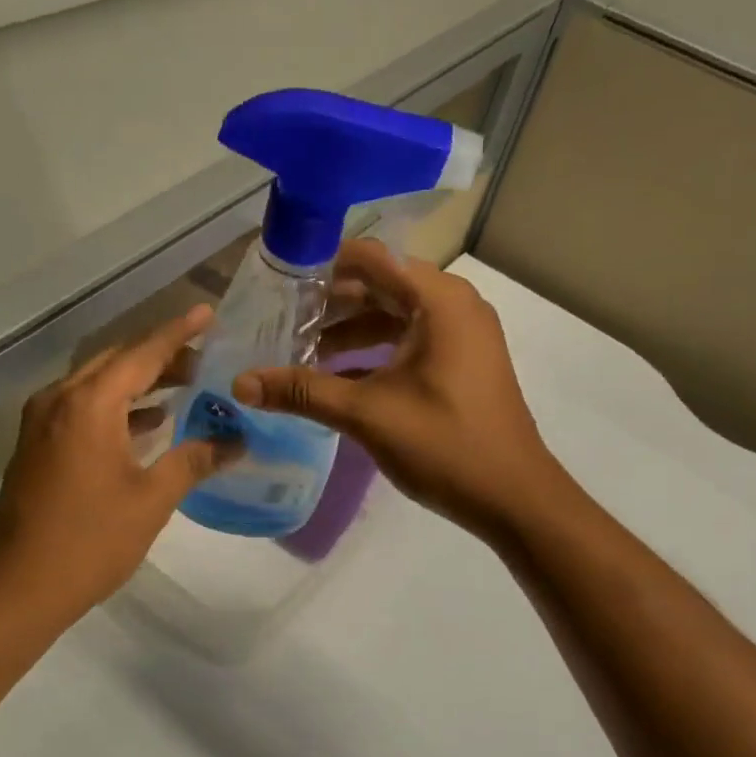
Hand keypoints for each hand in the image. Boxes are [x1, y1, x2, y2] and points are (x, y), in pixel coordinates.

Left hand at [0, 305, 237, 624]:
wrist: (22, 587)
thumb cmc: (92, 540)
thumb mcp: (152, 499)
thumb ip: (194, 460)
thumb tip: (236, 441)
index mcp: (89, 405)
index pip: (142, 354)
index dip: (178, 333)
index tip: (206, 313)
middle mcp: (60, 401)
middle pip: (116, 362)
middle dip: (160, 357)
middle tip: (204, 359)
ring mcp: (42, 423)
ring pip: (97, 385)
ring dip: (138, 382)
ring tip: (183, 386)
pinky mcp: (36, 446)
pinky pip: (82, 409)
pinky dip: (116, 407)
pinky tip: (146, 423)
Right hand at [232, 239, 560, 539]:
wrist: (514, 497)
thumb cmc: (445, 445)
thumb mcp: (367, 414)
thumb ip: (303, 392)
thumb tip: (241, 383)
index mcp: (438, 300)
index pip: (369, 259)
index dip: (320, 268)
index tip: (277, 285)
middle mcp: (453, 306)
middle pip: (380, 287)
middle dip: (330, 305)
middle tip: (279, 322)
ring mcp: (461, 336)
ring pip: (393, 318)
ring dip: (349, 333)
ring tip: (299, 353)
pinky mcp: (461, 365)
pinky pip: (408, 344)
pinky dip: (373, 355)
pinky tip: (334, 379)